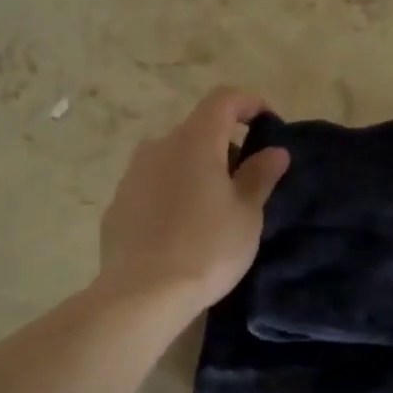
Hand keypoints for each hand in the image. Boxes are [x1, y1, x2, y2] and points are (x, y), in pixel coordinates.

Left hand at [98, 87, 290, 316]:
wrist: (143, 293)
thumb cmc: (207, 248)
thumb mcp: (246, 214)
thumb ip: (260, 176)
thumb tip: (274, 151)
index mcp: (195, 141)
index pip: (223, 99)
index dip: (248, 103)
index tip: (267, 123)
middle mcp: (158, 147)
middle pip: (197, 130)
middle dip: (224, 146)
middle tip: (244, 181)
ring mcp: (132, 175)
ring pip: (171, 158)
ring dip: (195, 170)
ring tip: (212, 208)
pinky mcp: (118, 204)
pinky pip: (152, 186)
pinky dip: (171, 193)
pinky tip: (180, 229)